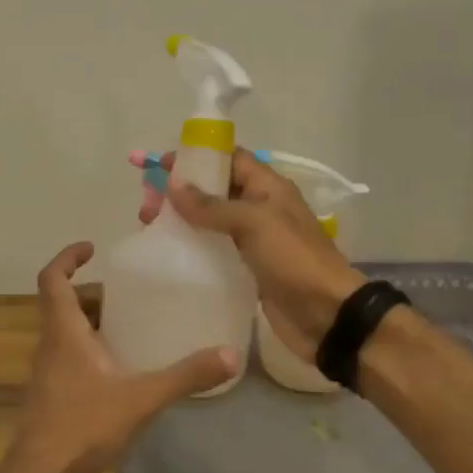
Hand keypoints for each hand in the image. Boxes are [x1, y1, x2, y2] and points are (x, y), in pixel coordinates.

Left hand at [4, 242, 238, 472]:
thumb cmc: (83, 426)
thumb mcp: (141, 398)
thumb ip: (185, 376)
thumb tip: (231, 355)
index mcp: (63, 333)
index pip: (51, 280)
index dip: (66, 258)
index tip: (91, 248)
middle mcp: (50, 346)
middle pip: (62, 306)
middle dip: (90, 293)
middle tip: (126, 290)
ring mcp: (47, 374)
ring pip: (65, 334)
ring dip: (91, 323)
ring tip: (129, 324)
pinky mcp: (52, 397)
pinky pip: (69, 359)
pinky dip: (90, 351)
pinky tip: (120, 372)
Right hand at [168, 149, 364, 361]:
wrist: (326, 315)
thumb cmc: (293, 260)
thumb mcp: (253, 222)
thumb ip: (212, 205)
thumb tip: (173, 186)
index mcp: (267, 187)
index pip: (228, 158)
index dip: (195, 158)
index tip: (159, 165)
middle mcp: (260, 208)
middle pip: (214, 189)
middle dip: (181, 190)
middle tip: (147, 202)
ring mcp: (254, 239)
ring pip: (211, 220)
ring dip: (182, 218)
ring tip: (149, 225)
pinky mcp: (247, 267)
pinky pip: (215, 248)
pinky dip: (192, 245)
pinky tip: (169, 251)